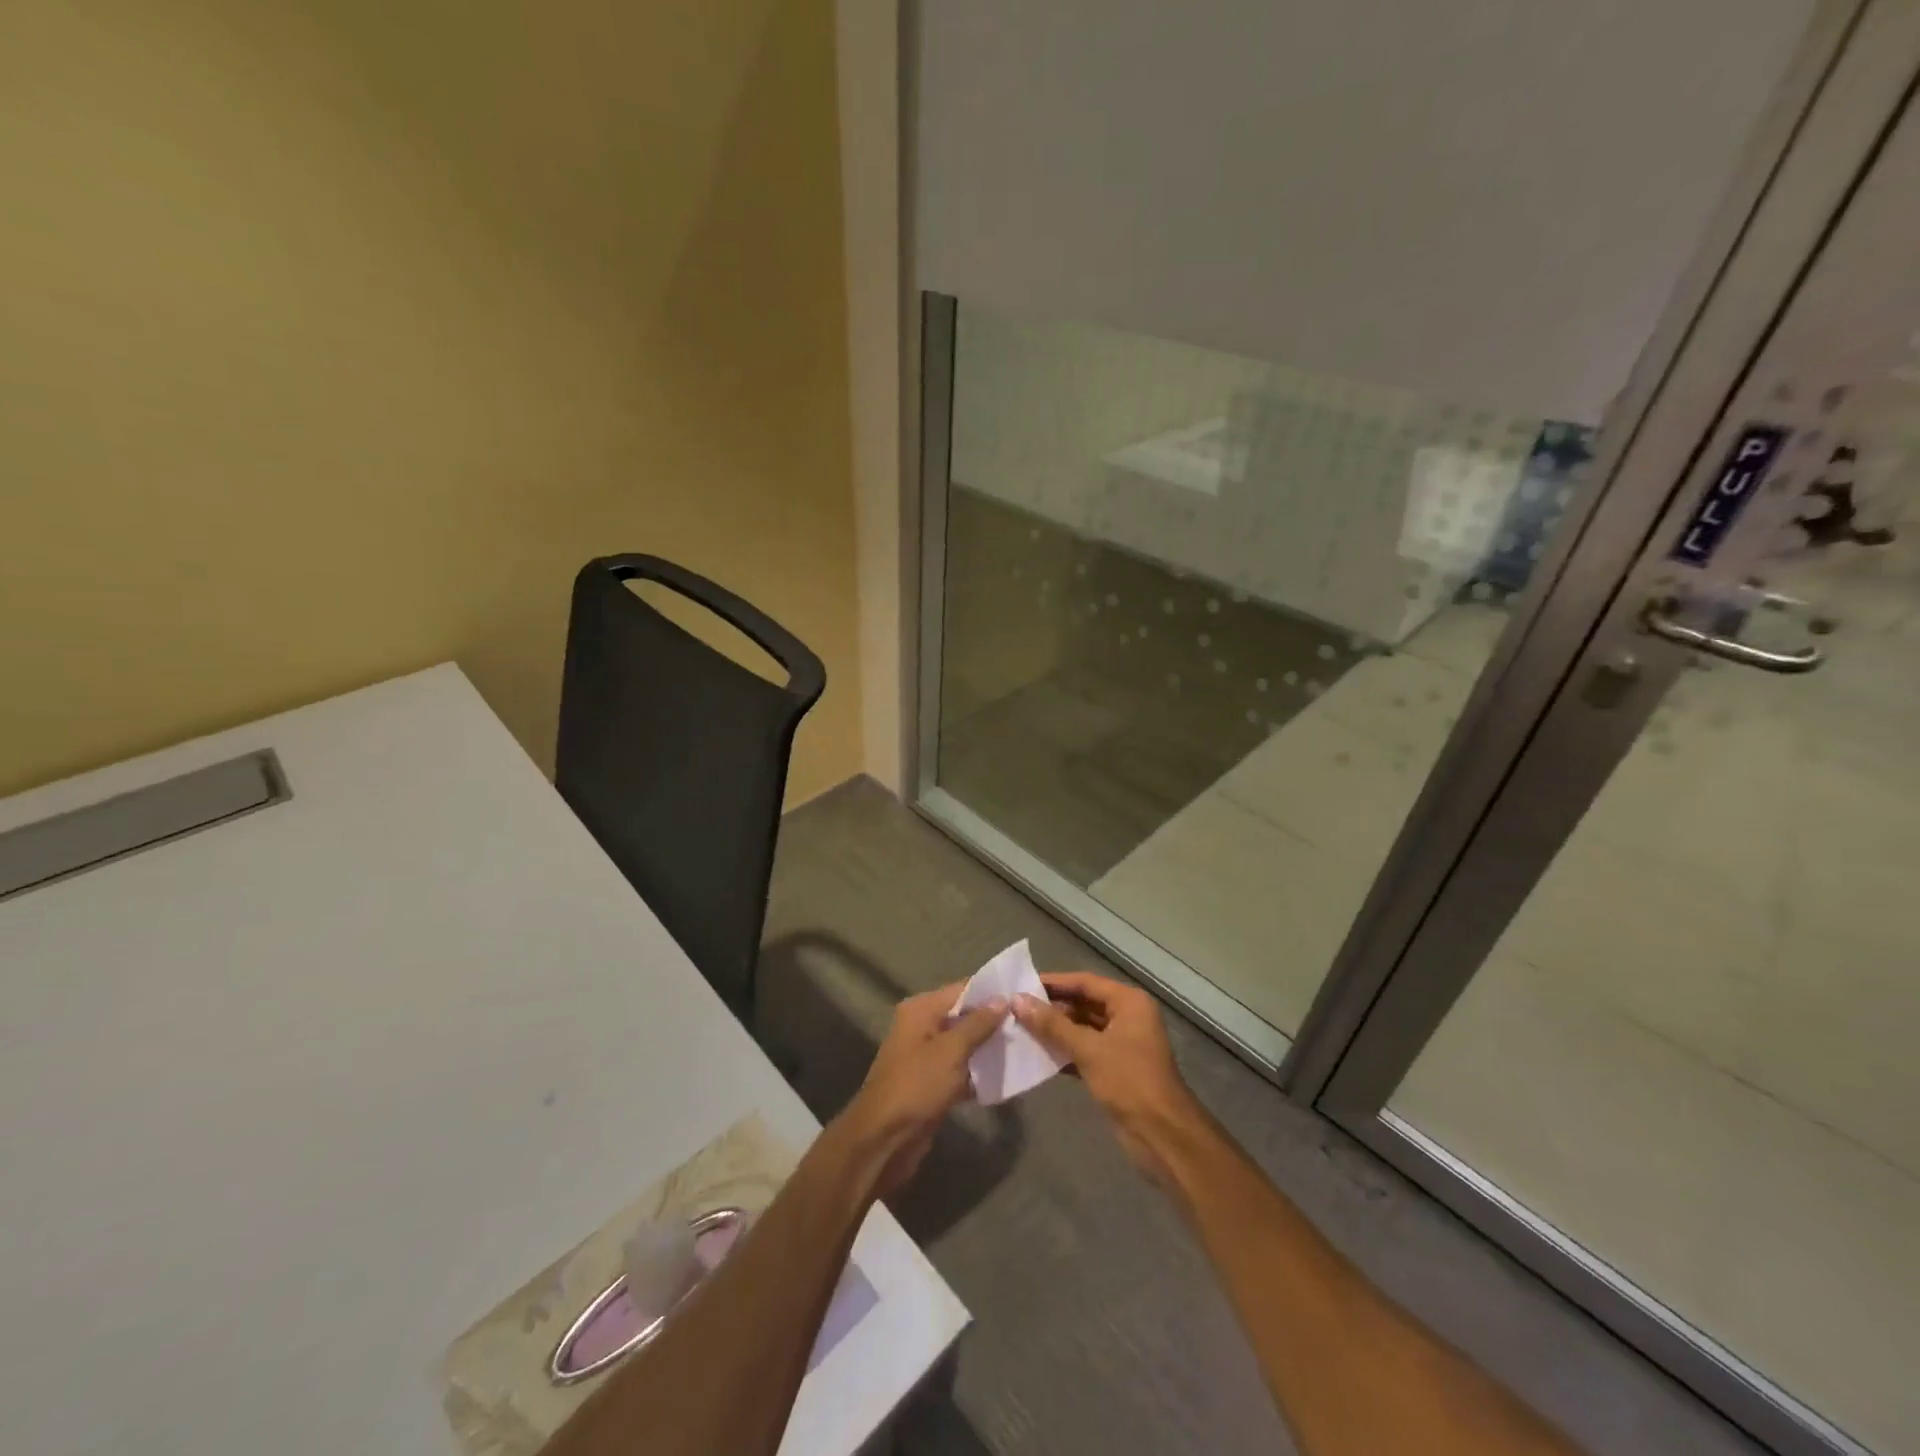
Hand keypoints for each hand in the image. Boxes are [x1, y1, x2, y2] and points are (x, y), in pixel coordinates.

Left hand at [839, 983, 1007, 1195]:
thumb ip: (978, 1024)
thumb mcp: (951, 1051)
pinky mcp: (932, 1083)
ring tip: (1024, 1047)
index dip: (991, 992)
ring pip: (964, 1045)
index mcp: (921, 1010)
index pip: (961, 990)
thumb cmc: (917, 1085)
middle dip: (993, 1022)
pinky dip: (978, 1073)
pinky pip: (961, 1070)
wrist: (885, 1139)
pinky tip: (1006, 1077)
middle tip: (1028, 1024)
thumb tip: (1002, 999)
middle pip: (964, 1016)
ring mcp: (927, 1056)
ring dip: (988, 1049)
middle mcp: (922, 1027)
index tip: (1023, 995)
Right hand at [1012, 972, 1201, 1183]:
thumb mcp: (1089, 1049)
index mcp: (1129, 1003)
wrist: (1162, 1136)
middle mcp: (1128, 1017)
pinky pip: (1085, 1050)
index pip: (1085, 982)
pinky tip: (1038, 1055)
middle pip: (1084, 1004)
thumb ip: (1052, 1025)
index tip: (1022, 984)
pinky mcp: (1115, 1068)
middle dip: (1052, 1008)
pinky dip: (1064, 1051)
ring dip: (1056, 1030)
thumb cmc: (1129, 1081)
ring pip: (1083, 1028)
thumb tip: (1017, 1000)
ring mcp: (1122, 1044)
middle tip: (1016, 1008)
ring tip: (1021, 1029)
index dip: (1054, 983)